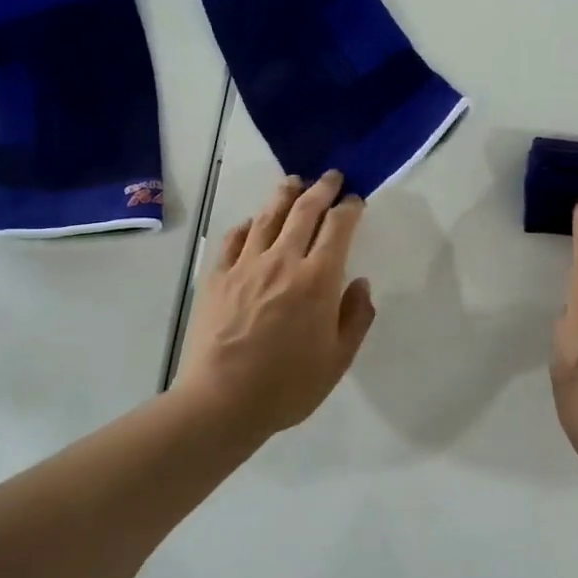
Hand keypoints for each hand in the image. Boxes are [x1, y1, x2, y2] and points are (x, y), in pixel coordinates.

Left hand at [175, 170, 377, 441]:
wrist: (222, 401)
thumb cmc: (288, 386)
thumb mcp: (338, 360)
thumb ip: (356, 317)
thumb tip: (360, 284)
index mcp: (317, 279)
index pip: (337, 228)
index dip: (349, 209)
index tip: (355, 201)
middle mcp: (282, 261)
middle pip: (304, 211)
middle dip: (321, 189)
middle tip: (331, 177)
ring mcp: (245, 266)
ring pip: (267, 216)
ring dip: (284, 195)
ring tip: (293, 182)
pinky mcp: (217, 277)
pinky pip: (232, 238)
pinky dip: (247, 225)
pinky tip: (251, 223)